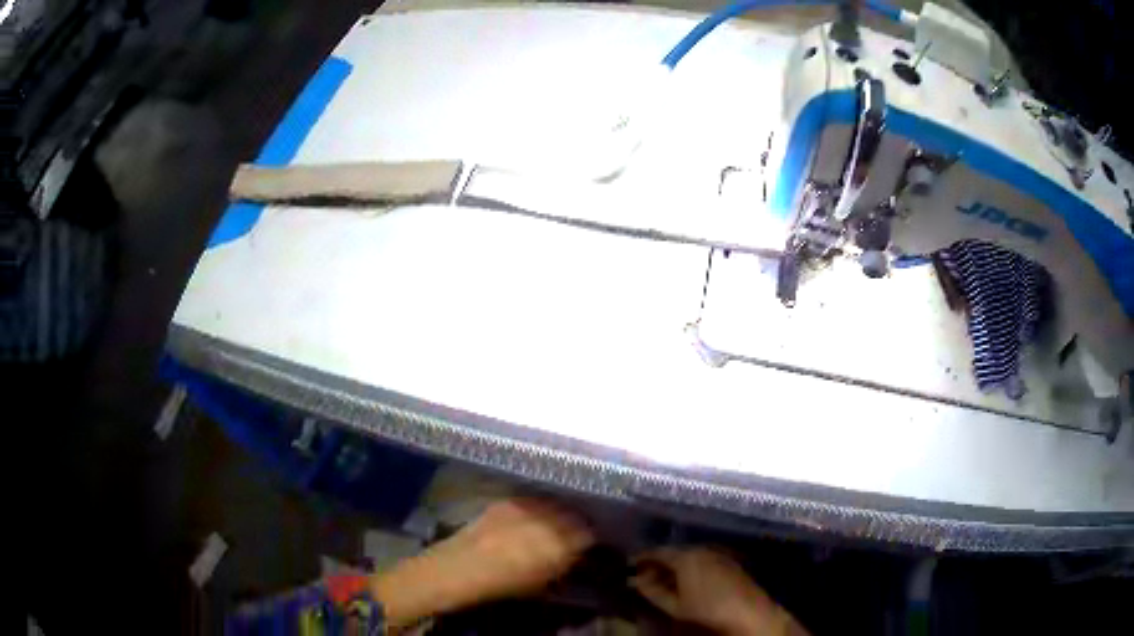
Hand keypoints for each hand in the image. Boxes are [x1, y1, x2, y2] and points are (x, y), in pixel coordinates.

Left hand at [371, 498, 593, 627]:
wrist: (461, 568)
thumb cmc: (504, 584)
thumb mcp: (543, 583)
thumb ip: (564, 564)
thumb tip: (578, 553)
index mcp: (561, 545)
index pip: (590, 533)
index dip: (593, 536)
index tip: (593, 540)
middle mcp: (549, 520)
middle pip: (575, 514)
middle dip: (580, 520)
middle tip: (579, 529)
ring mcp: (528, 507)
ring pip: (557, 503)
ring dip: (562, 510)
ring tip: (560, 518)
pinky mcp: (510, 500)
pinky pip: (534, 500)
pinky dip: (541, 505)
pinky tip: (537, 513)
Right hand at [631, 547, 806, 635]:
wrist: (751, 614)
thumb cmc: (708, 611)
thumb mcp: (674, 606)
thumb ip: (653, 591)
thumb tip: (635, 580)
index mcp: (686, 556)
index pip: (657, 551)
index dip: (641, 558)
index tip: (627, 566)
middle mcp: (704, 549)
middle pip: (674, 552)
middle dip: (658, 563)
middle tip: (642, 576)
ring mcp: (720, 555)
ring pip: (690, 556)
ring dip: (674, 567)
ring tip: (662, 582)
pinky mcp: (732, 564)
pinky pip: (704, 561)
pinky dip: (691, 569)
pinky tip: (686, 584)